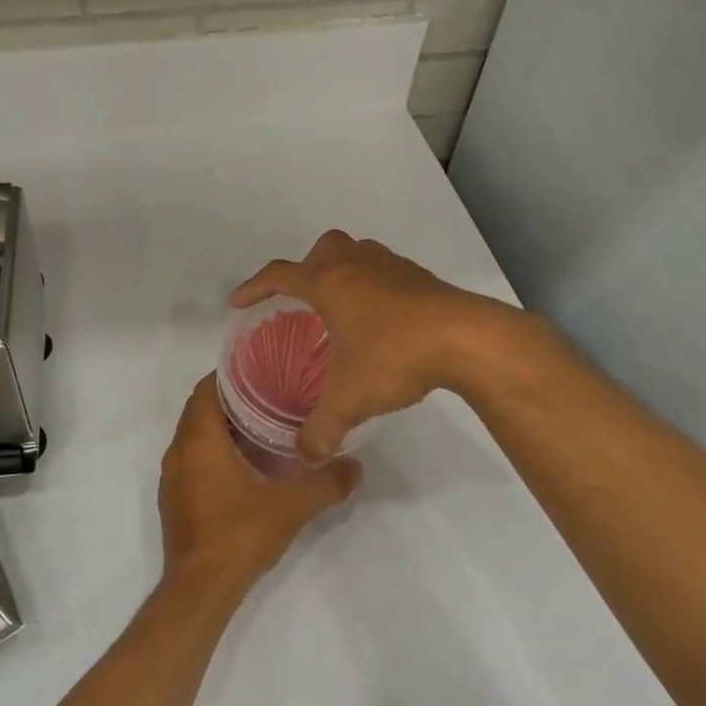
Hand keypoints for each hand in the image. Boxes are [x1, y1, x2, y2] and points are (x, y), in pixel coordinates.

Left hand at [159, 374, 360, 600]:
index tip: (264, 372)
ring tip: (264, 426)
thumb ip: (326, 483)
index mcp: (199, 441)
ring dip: (223, 427)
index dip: (232, 375)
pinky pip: (192, 458)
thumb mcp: (292, 506)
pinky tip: (245, 464)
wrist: (200, 590)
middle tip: (272, 396)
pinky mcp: (175, 498)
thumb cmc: (240, 536)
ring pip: (195, 435)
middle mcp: (179, 452)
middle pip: (201, 409)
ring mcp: (173, 477)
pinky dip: (214, 451)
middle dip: (233, 399)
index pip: (206, 388)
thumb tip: (355, 466)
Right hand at [231, 229, 542, 461]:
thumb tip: (305, 456)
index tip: (239, 302)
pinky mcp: (422, 278)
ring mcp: (393, 267)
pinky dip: (375, 285)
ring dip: (344, 271)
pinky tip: (383, 319)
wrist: (467, 339)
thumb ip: (322, 429)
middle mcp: (357, 265)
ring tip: (342, 308)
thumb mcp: (350, 399)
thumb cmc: (395, 356)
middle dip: (306, 268)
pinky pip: (386, 270)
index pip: (279, 275)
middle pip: (322, 249)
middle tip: (303, 300)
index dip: (254, 286)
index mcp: (329, 283)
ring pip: (358, 253)